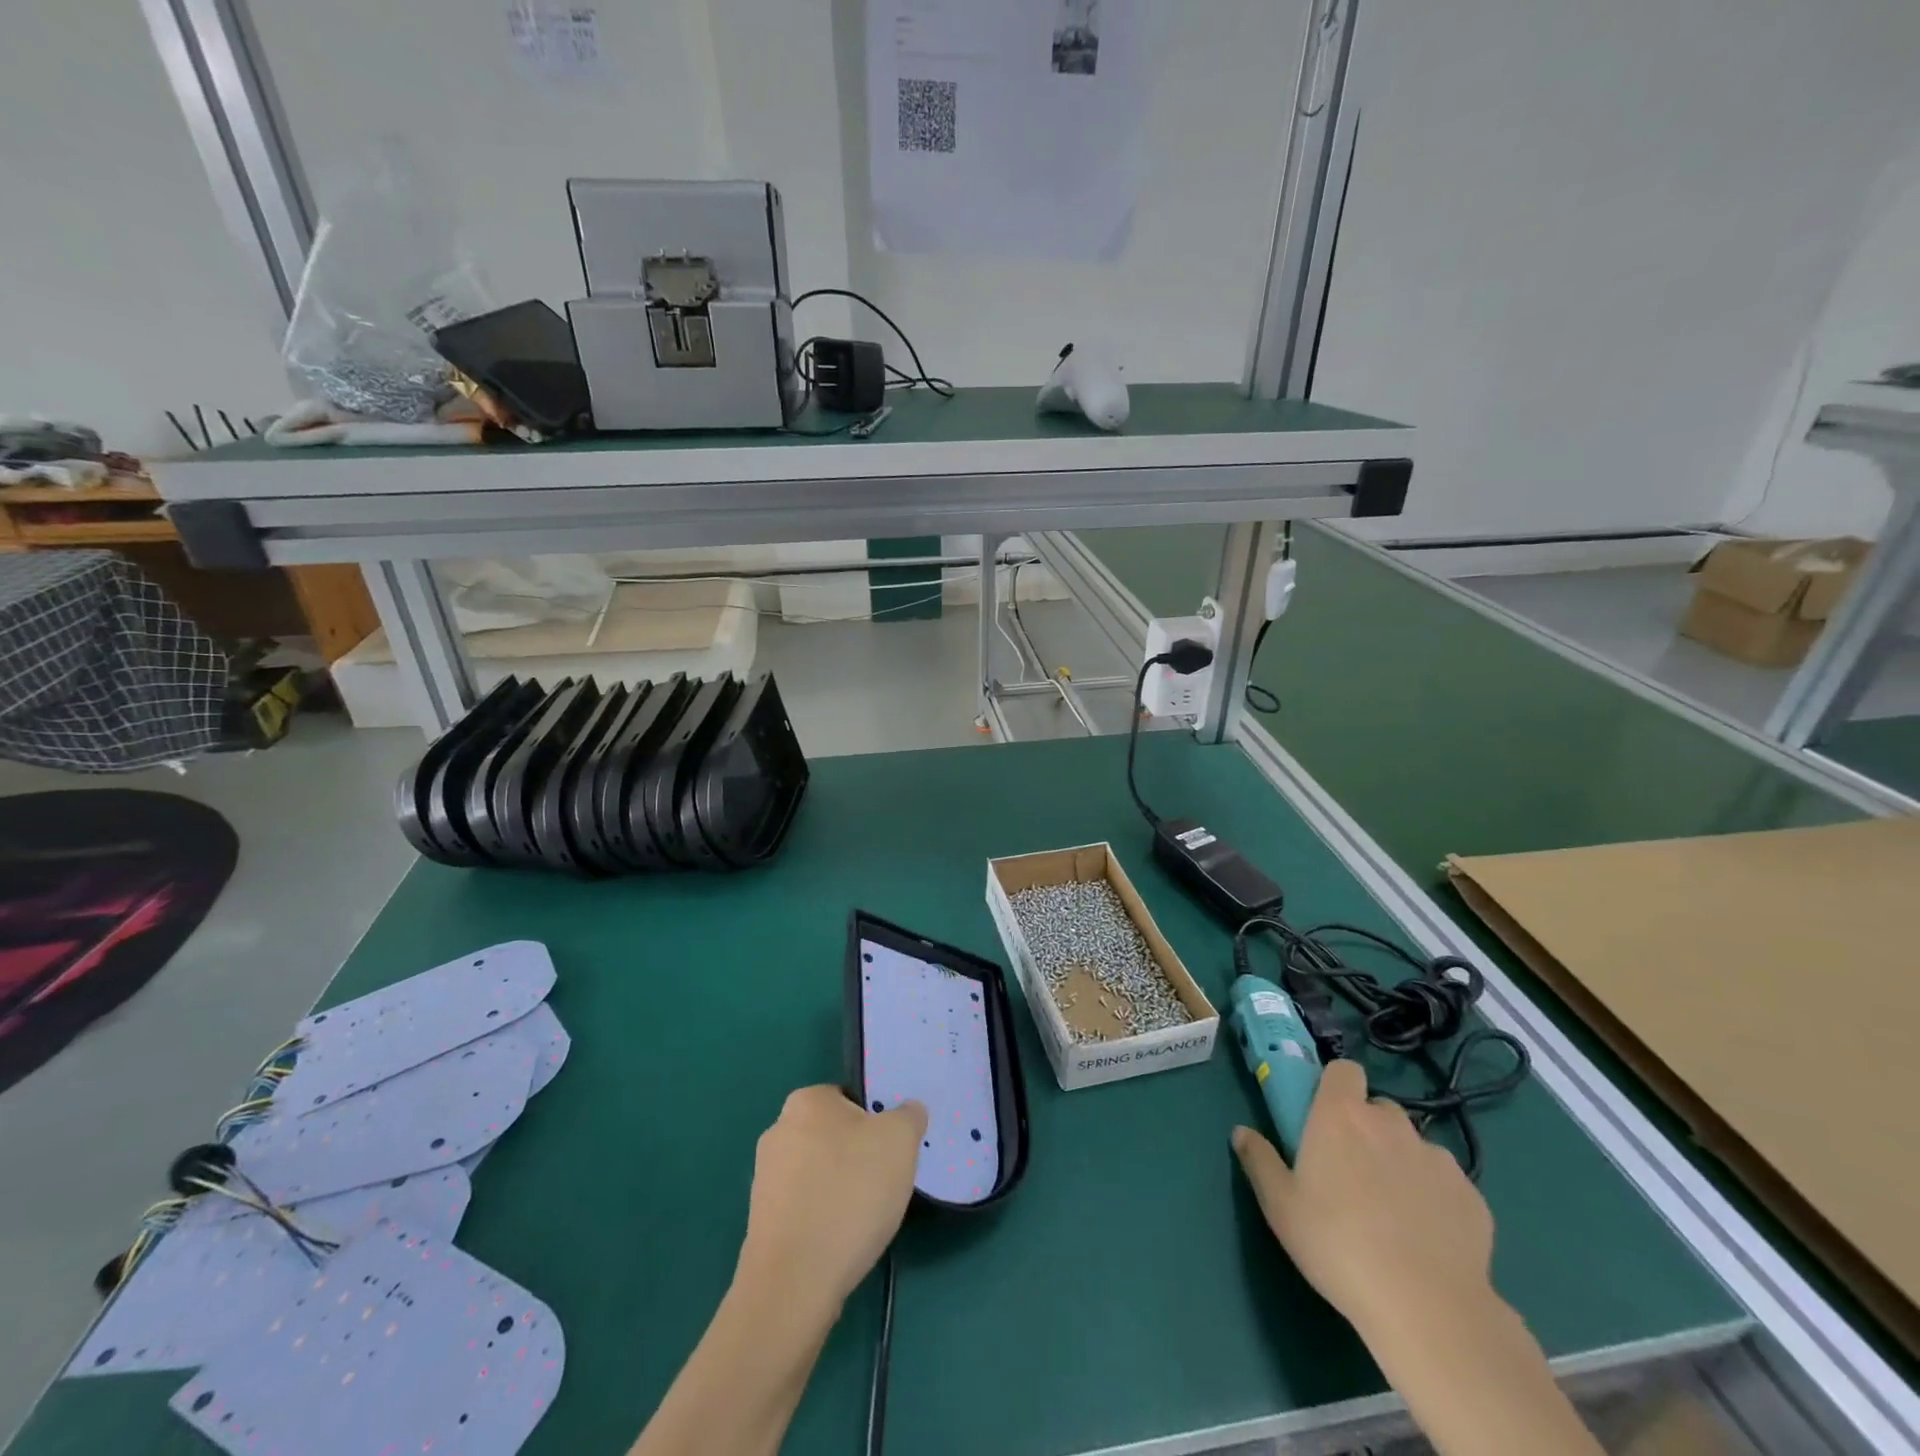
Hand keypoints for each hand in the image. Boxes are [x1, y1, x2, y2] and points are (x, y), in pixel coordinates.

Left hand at [735, 1086, 926, 1320]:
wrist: (795, 1283)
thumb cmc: (850, 1194)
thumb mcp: (900, 1140)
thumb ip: (909, 1116)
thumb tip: (907, 1112)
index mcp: (806, 1100)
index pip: (850, 1098)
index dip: (877, 1121)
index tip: (892, 1149)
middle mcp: (778, 1130)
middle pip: (835, 1135)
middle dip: (859, 1156)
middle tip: (884, 1181)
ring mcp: (765, 1178)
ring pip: (820, 1173)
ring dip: (842, 1190)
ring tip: (865, 1218)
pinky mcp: (762, 1222)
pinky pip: (806, 1209)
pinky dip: (824, 1220)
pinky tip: (841, 1241)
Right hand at [1232, 1059, 1495, 1344]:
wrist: (1428, 1308)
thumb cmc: (1337, 1245)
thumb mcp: (1280, 1206)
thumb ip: (1259, 1160)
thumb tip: (1241, 1132)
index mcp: (1341, 1115)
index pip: (1344, 1070)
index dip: (1336, 1086)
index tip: (1325, 1114)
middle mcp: (1390, 1124)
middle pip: (1379, 1108)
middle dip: (1367, 1128)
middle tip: (1353, 1170)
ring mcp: (1437, 1158)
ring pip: (1413, 1145)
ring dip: (1401, 1161)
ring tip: (1393, 1209)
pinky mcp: (1472, 1196)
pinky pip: (1445, 1183)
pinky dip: (1434, 1197)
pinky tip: (1426, 1236)